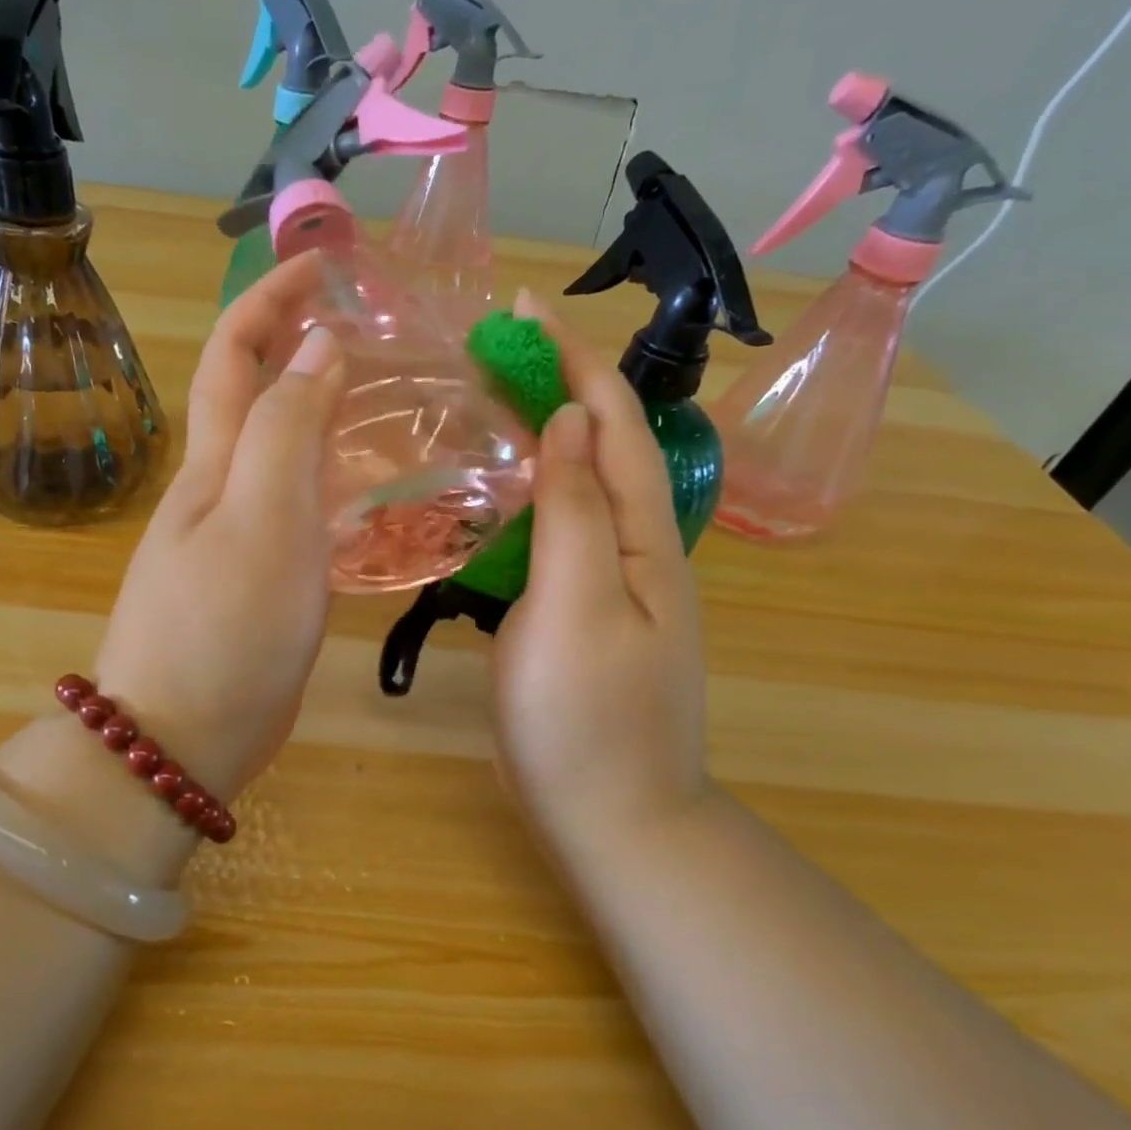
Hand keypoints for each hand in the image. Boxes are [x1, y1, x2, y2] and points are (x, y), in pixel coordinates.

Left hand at [91, 254, 343, 801]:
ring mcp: (237, 532)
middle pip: (254, 391)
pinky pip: (297, 502)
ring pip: (278, 447)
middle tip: (367, 323)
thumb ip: (289, 429)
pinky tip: (368, 486)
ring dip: (318, 404)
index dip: (273, 298)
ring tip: (381, 392)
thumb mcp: (263, 518)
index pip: (236, 351)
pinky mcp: (259, 575)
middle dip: (296, 339)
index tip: (327, 265)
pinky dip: (330, 473)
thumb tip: (316, 347)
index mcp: (215, 460)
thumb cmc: (225, 625)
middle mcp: (220, 485)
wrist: (182, 736)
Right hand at [493, 292, 710, 858]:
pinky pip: (556, 531)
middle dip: (555, 386)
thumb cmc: (587, 717)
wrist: (612, 818)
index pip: (614, 425)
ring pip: (577, 487)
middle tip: (493, 351)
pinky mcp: (577, 612)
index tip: (524, 311)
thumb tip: (570, 422)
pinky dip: (526, 493)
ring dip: (540, 435)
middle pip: (600, 448)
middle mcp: (635, 548)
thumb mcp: (576, 606)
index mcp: (644, 537)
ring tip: (486, 402)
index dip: (573, 362)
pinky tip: (491, 492)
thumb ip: (577, 511)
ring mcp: (607, 582)